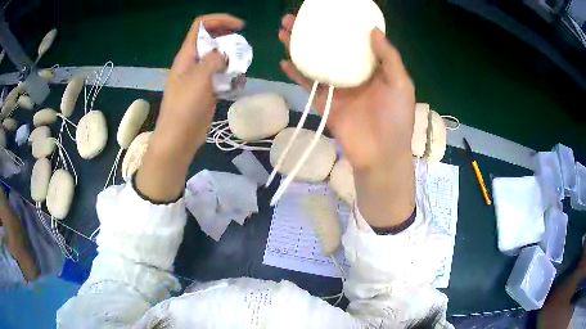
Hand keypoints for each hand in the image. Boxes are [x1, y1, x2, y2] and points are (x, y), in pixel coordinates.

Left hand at [137, 14, 243, 201]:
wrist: (178, 139)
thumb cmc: (184, 108)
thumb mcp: (199, 79)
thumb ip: (214, 60)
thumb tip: (225, 53)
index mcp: (187, 55)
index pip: (201, 26)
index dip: (219, 20)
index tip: (239, 27)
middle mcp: (193, 63)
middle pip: (212, 41)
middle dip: (229, 41)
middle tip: (241, 52)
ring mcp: (199, 77)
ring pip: (219, 59)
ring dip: (232, 61)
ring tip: (239, 72)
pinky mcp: (206, 90)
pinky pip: (221, 76)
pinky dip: (231, 77)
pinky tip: (238, 85)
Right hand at [279, 14, 415, 226]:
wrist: (381, 154)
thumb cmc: (396, 118)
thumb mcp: (401, 83)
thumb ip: (388, 57)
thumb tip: (373, 30)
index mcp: (372, 68)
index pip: (354, 41)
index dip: (342, 26)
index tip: (330, 12)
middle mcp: (352, 74)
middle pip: (330, 48)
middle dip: (313, 32)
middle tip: (296, 18)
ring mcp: (336, 87)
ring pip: (315, 62)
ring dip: (300, 47)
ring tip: (285, 32)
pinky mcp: (324, 102)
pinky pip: (307, 84)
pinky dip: (296, 73)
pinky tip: (284, 60)